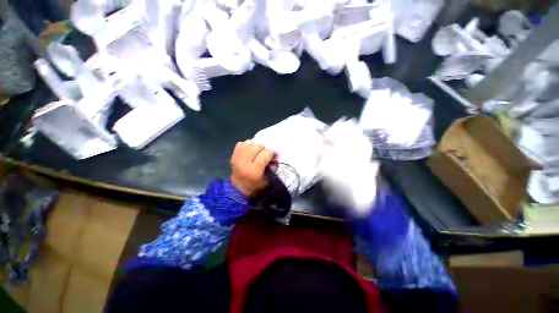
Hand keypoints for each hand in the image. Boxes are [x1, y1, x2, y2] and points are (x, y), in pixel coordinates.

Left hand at [230, 140, 275, 196]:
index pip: (266, 154)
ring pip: (249, 143)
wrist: (238, 189)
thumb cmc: (255, 186)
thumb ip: (273, 167)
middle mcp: (245, 162)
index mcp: (254, 170)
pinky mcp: (233, 155)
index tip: (275, 154)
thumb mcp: (268, 180)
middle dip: (264, 148)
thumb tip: (275, 157)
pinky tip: (249, 150)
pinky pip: (241, 144)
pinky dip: (247, 145)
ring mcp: (237, 157)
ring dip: (255, 146)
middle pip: (257, 146)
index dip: (272, 152)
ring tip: (257, 151)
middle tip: (265, 154)